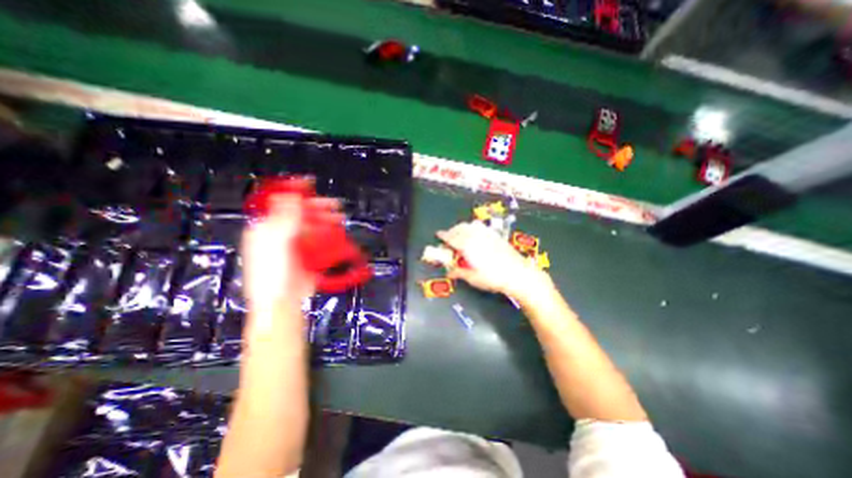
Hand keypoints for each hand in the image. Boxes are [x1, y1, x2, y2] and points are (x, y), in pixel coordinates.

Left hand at [239, 192, 342, 306]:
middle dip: (317, 207)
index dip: (294, 191)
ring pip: (311, 225)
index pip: (278, 203)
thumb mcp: (276, 242)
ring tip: (340, 217)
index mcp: (264, 229)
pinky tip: (336, 231)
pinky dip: (327, 233)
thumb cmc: (273, 273)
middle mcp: (278, 234)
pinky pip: (318, 239)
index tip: (310, 182)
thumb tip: (291, 195)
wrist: (283, 301)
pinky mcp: (306, 255)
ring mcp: (294, 245)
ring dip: (326, 219)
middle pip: (299, 214)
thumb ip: (285, 218)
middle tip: (334, 204)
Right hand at [435, 221, 548, 301]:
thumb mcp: (473, 278)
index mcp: (467, 245)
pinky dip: (472, 228)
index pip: (451, 237)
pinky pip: (480, 227)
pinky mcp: (495, 235)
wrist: (518, 274)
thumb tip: (450, 271)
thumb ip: (459, 272)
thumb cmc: (494, 277)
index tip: (438, 235)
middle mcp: (476, 236)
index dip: (443, 236)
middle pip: (459, 229)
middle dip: (451, 232)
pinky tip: (474, 234)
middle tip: (448, 238)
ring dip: (461, 228)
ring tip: (460, 235)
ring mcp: (486, 234)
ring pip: (469, 225)